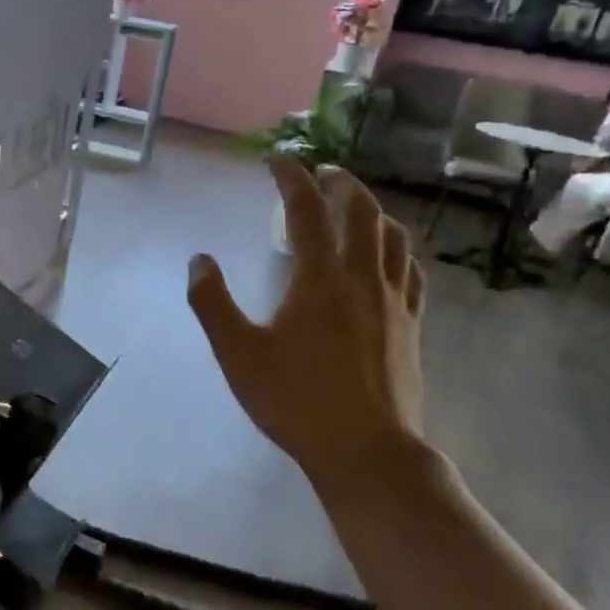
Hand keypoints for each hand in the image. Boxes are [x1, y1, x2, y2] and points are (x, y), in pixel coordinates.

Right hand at [187, 158, 426, 493]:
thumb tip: (199, 260)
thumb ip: (212, 303)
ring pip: (392, 237)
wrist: (366, 450)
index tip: (276, 159)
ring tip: (356, 207)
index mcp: (319, 277)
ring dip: (373, 211)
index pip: (306, 210)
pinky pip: (410, 272)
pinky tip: (389, 259)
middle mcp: (362, 278)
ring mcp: (394, 301)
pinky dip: (396, 250)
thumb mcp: (237, 353)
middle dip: (340, 184)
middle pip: (361, 212)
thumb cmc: (295, 400)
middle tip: (322, 173)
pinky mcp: (411, 326)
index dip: (290, 177)